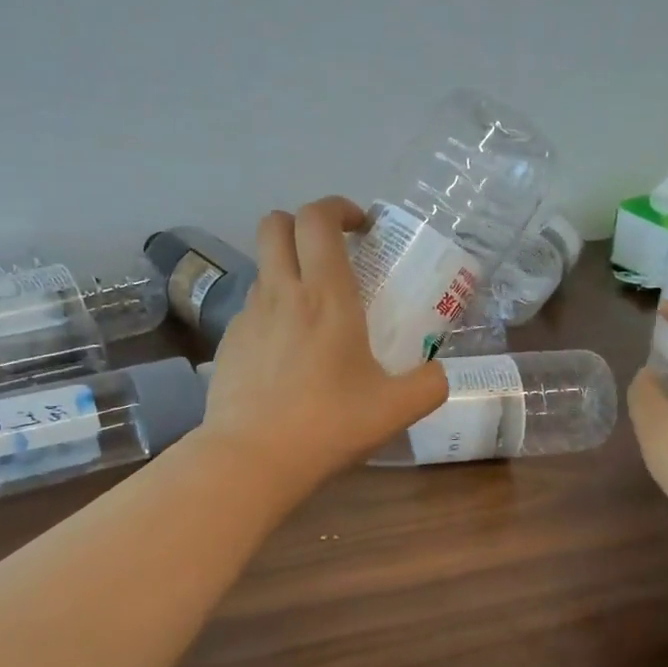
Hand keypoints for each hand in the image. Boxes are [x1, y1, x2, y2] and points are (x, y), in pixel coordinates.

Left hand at [202, 197, 448, 496]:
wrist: (252, 458)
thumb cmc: (328, 425)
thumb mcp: (396, 409)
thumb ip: (430, 384)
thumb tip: (440, 373)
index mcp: (325, 295)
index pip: (318, 218)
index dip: (338, 208)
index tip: (361, 228)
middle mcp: (281, 293)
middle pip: (275, 224)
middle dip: (302, 224)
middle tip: (331, 252)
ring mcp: (247, 317)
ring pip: (262, 267)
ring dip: (287, 270)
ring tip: (313, 312)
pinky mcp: (227, 344)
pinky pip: (251, 309)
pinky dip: (271, 312)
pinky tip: (286, 354)